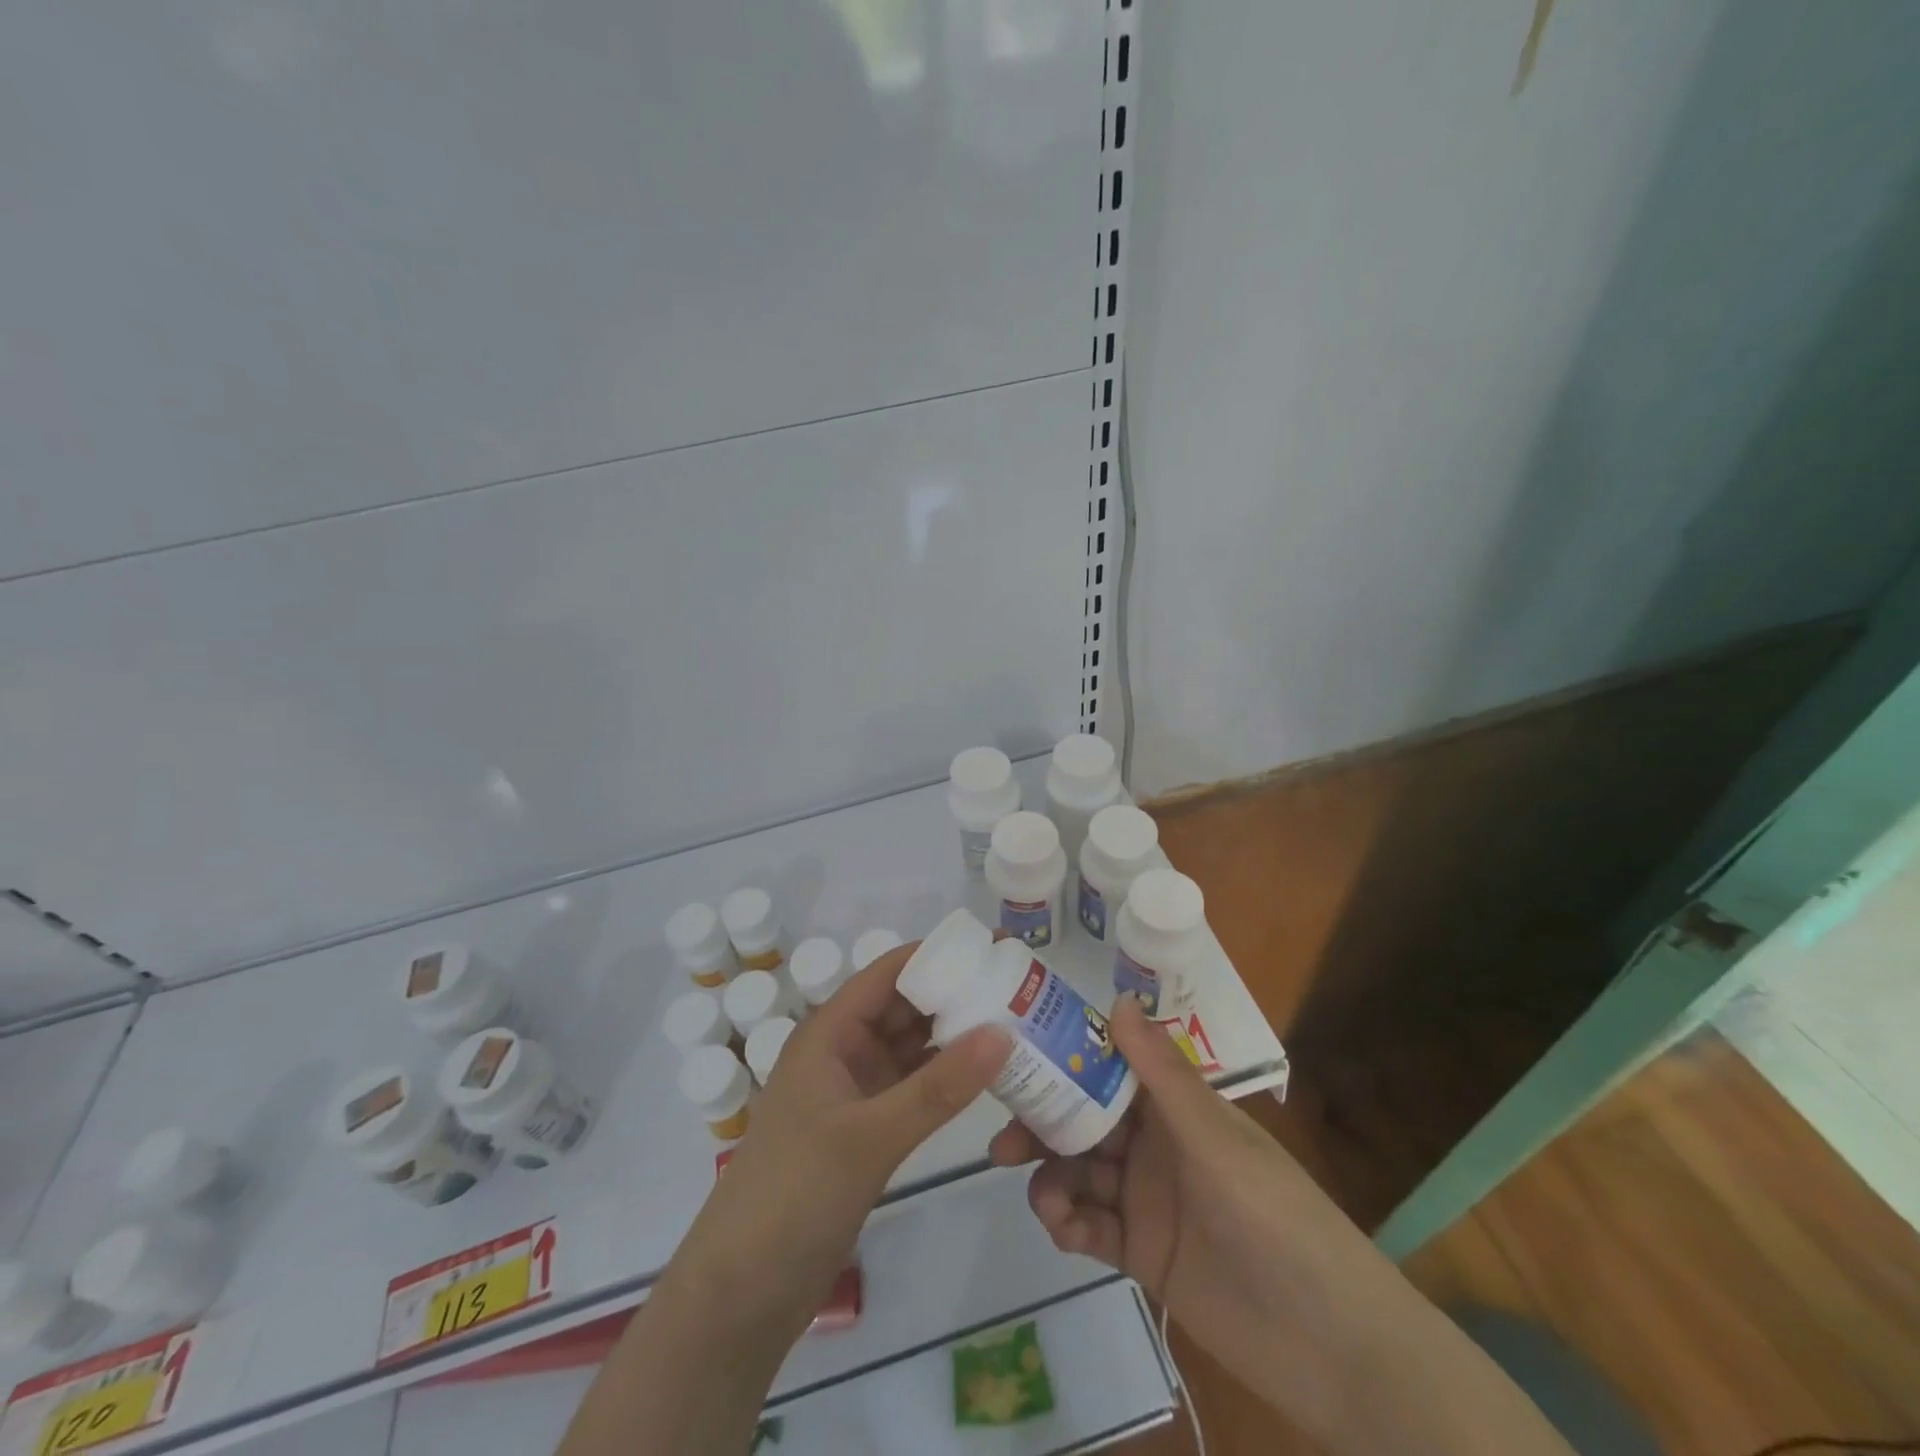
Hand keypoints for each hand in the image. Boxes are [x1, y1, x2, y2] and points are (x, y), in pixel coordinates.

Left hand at [672, 943, 1009, 1326]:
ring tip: (1014, 1022)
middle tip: (1017, 987)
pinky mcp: (866, 1128)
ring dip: (954, 1036)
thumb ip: (939, 1087)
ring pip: (911, 1047)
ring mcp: (855, 1091)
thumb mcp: (870, 1136)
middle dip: (954, 993)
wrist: (743, 1291)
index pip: (887, 973)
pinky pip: (913, 1086)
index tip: (992, 949)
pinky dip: (945, 1077)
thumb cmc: (795, 1192)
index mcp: (829, 1032)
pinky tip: (985, 1075)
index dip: (937, 955)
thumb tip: (1003, 1033)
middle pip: (903, 1006)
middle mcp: (842, 1050)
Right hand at [988, 996, 1401, 1438]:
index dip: (1066, 1058)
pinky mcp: (1143, 1254)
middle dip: (1045, 1125)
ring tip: (1044, 1197)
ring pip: (1082, 1174)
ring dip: (1054, 1178)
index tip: (1017, 1056)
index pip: (1110, 1069)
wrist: (1332, 1345)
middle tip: (1003, 1137)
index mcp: (1175, 1108)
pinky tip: (1062, 1228)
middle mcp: (1156, 1146)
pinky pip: (1092, 1227)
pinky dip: (1069, 1223)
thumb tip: (1117, 999)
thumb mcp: (1215, 1139)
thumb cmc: (1275, 1216)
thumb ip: (1162, 1074)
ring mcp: (1147, 1200)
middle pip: (1085, 1123)